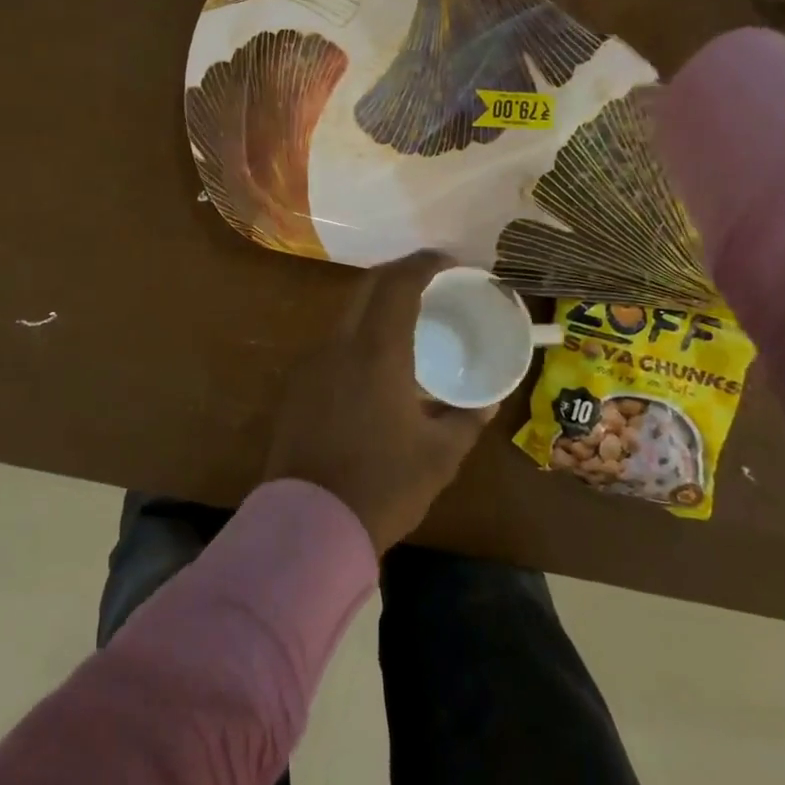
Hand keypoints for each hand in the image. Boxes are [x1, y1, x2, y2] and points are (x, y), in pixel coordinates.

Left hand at [263, 252, 494, 553]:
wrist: (309, 523)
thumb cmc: (383, 486)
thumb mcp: (439, 456)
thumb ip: (465, 420)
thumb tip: (486, 402)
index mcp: (377, 352)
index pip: (398, 284)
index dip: (424, 263)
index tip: (449, 261)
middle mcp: (339, 345)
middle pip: (367, 287)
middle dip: (400, 274)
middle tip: (432, 281)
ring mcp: (312, 363)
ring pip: (347, 313)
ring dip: (377, 304)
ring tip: (409, 319)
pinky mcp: (298, 385)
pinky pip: (334, 342)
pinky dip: (360, 333)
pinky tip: (377, 361)